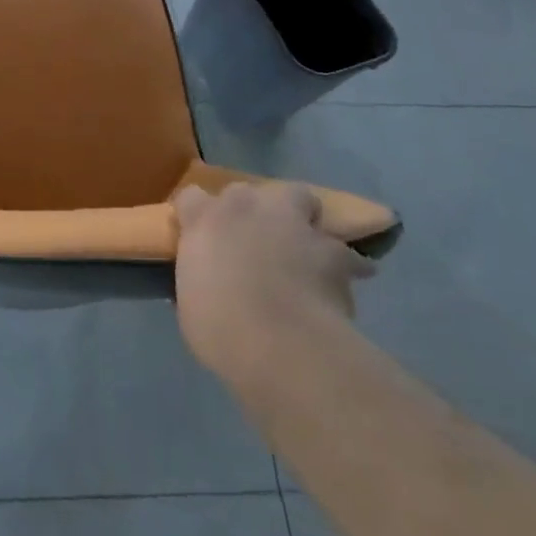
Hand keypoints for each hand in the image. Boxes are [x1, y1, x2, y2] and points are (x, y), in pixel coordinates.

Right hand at [174, 181, 374, 383]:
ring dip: (299, 218)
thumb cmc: (220, 326)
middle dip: (249, 210)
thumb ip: (199, 278)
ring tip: (302, 245)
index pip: (191, 197)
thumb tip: (207, 283)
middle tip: (251, 239)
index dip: (197, 214)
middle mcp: (246, 208)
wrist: (282, 344)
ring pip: (300, 197)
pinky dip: (344, 264)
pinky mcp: (332, 250)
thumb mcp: (190, 302)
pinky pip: (344, 252)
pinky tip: (343, 282)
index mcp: (204, 219)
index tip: (200, 235)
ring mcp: (291, 223)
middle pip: (246, 190)